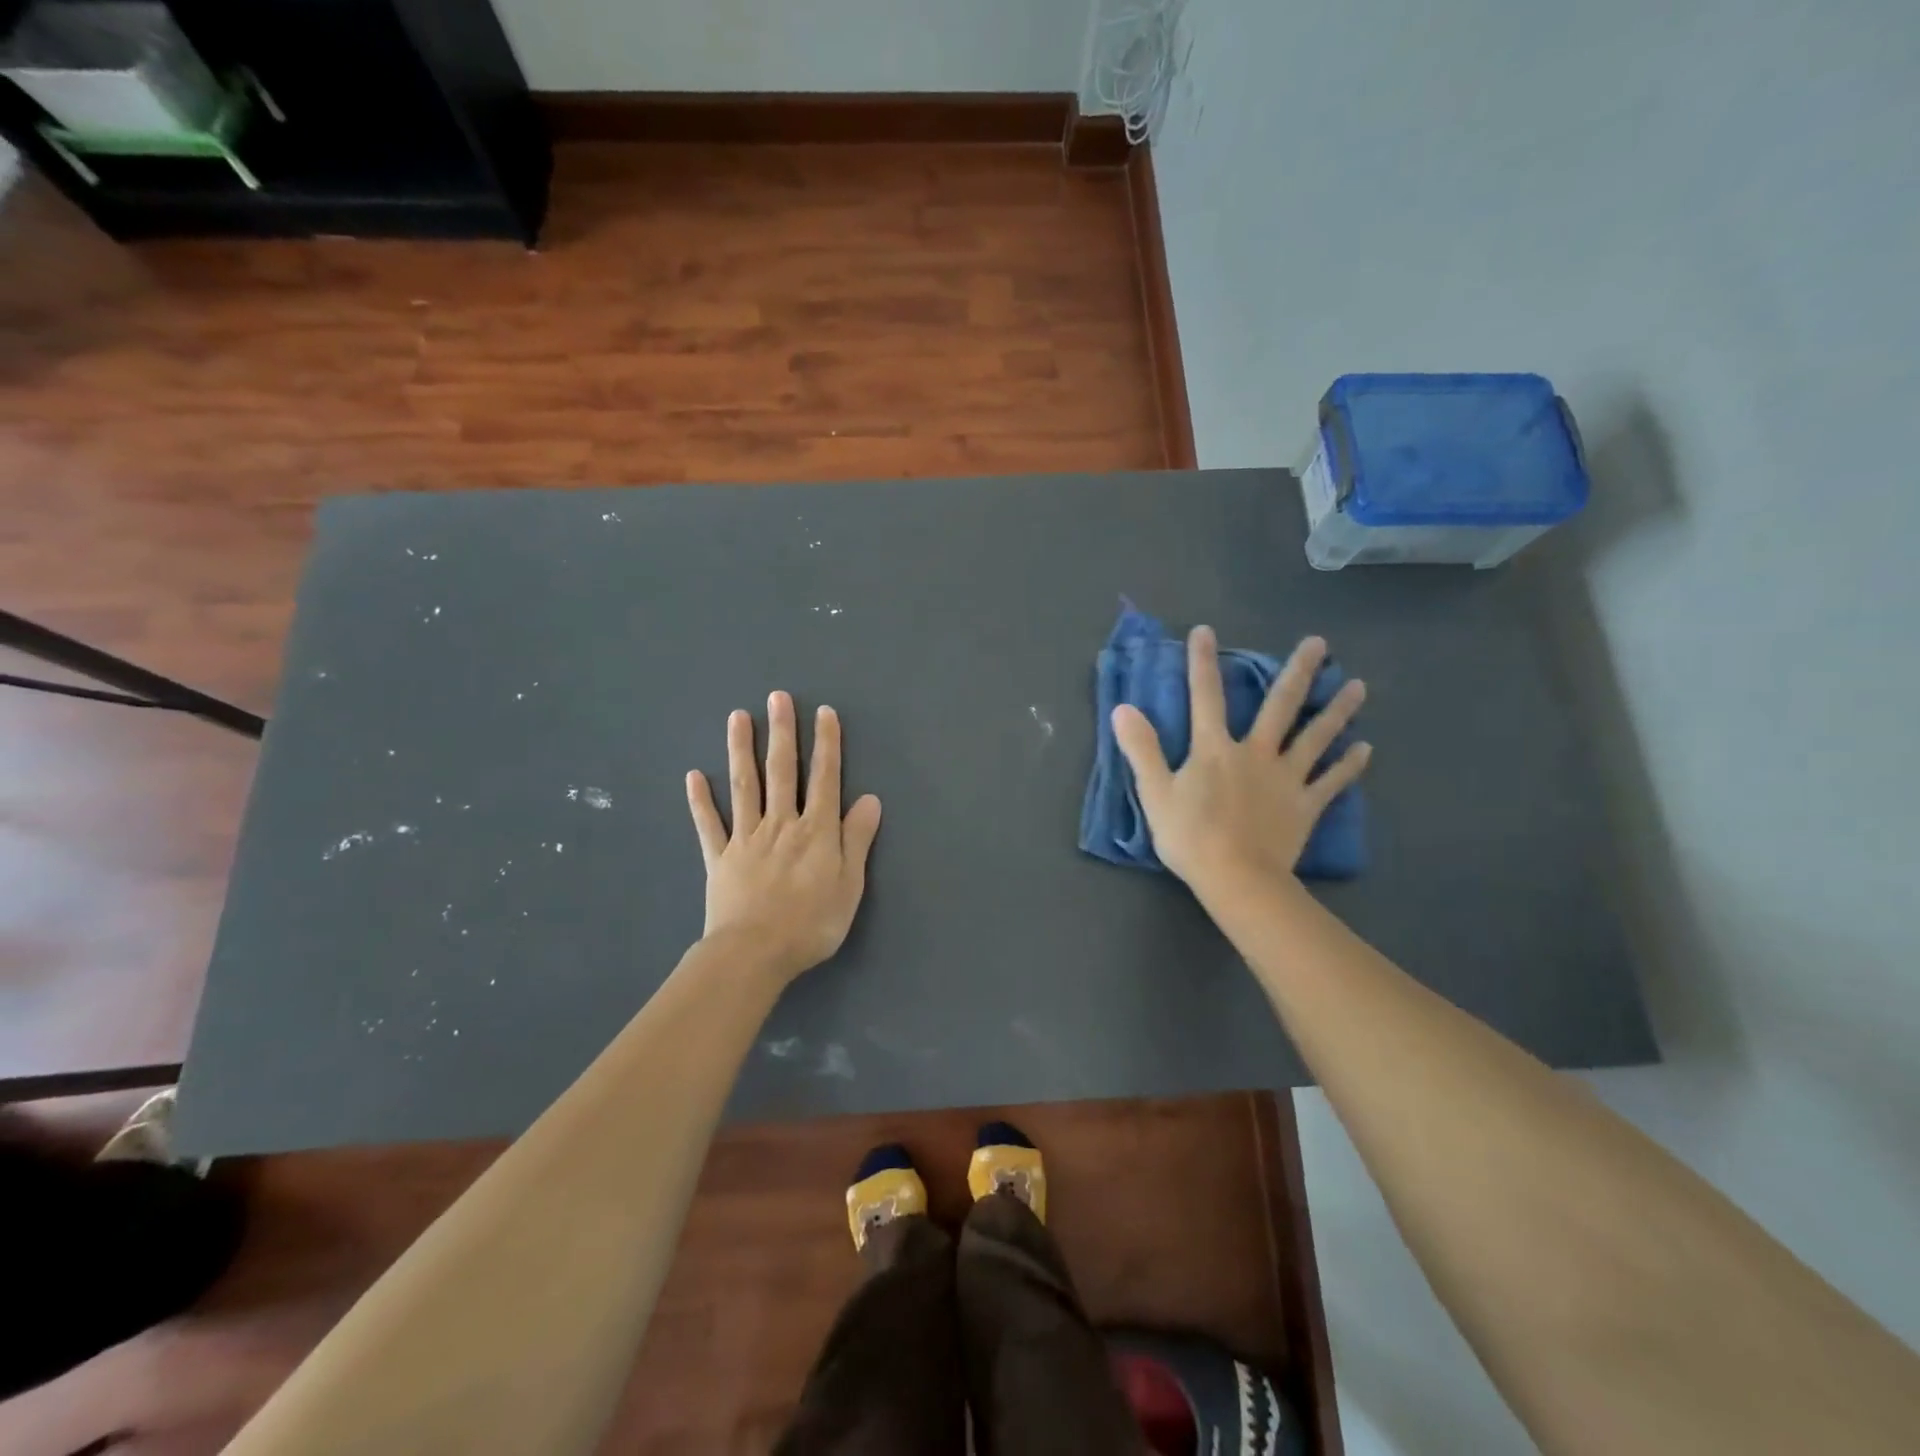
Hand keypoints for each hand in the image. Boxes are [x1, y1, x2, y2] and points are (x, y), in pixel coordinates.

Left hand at [686, 692, 882, 985]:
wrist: (754, 954)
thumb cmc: (811, 923)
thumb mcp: (849, 885)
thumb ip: (857, 839)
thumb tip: (869, 798)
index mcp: (815, 830)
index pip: (824, 778)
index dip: (826, 744)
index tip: (824, 712)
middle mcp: (781, 824)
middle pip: (781, 771)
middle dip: (781, 732)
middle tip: (777, 697)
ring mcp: (746, 838)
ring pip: (744, 787)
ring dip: (741, 751)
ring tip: (737, 717)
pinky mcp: (720, 858)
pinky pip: (709, 824)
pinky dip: (701, 800)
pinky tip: (693, 775)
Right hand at [1112, 628, 1370, 896]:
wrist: (1236, 879)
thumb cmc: (1190, 837)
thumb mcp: (1154, 792)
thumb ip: (1141, 748)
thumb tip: (1122, 708)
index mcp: (1215, 749)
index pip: (1205, 697)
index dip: (1202, 663)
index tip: (1206, 630)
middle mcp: (1256, 754)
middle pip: (1280, 707)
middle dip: (1298, 672)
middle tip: (1319, 642)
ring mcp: (1286, 779)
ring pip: (1315, 738)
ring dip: (1336, 711)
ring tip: (1358, 686)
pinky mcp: (1306, 806)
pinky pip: (1331, 782)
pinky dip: (1348, 766)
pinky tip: (1365, 749)